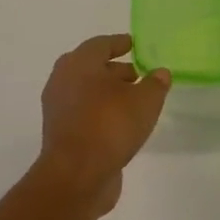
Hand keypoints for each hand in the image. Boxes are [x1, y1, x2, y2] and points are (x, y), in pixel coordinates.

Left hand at [38, 34, 170, 216]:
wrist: (76, 176)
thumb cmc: (110, 125)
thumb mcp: (145, 101)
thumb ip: (155, 83)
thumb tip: (160, 73)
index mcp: (79, 64)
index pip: (101, 44)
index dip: (119, 43)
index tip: (134, 44)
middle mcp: (63, 81)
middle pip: (91, 68)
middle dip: (115, 69)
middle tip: (138, 74)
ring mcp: (58, 109)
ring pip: (87, 92)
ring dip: (108, 93)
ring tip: (135, 101)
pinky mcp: (61, 134)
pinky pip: (84, 113)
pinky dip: (101, 112)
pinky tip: (122, 123)